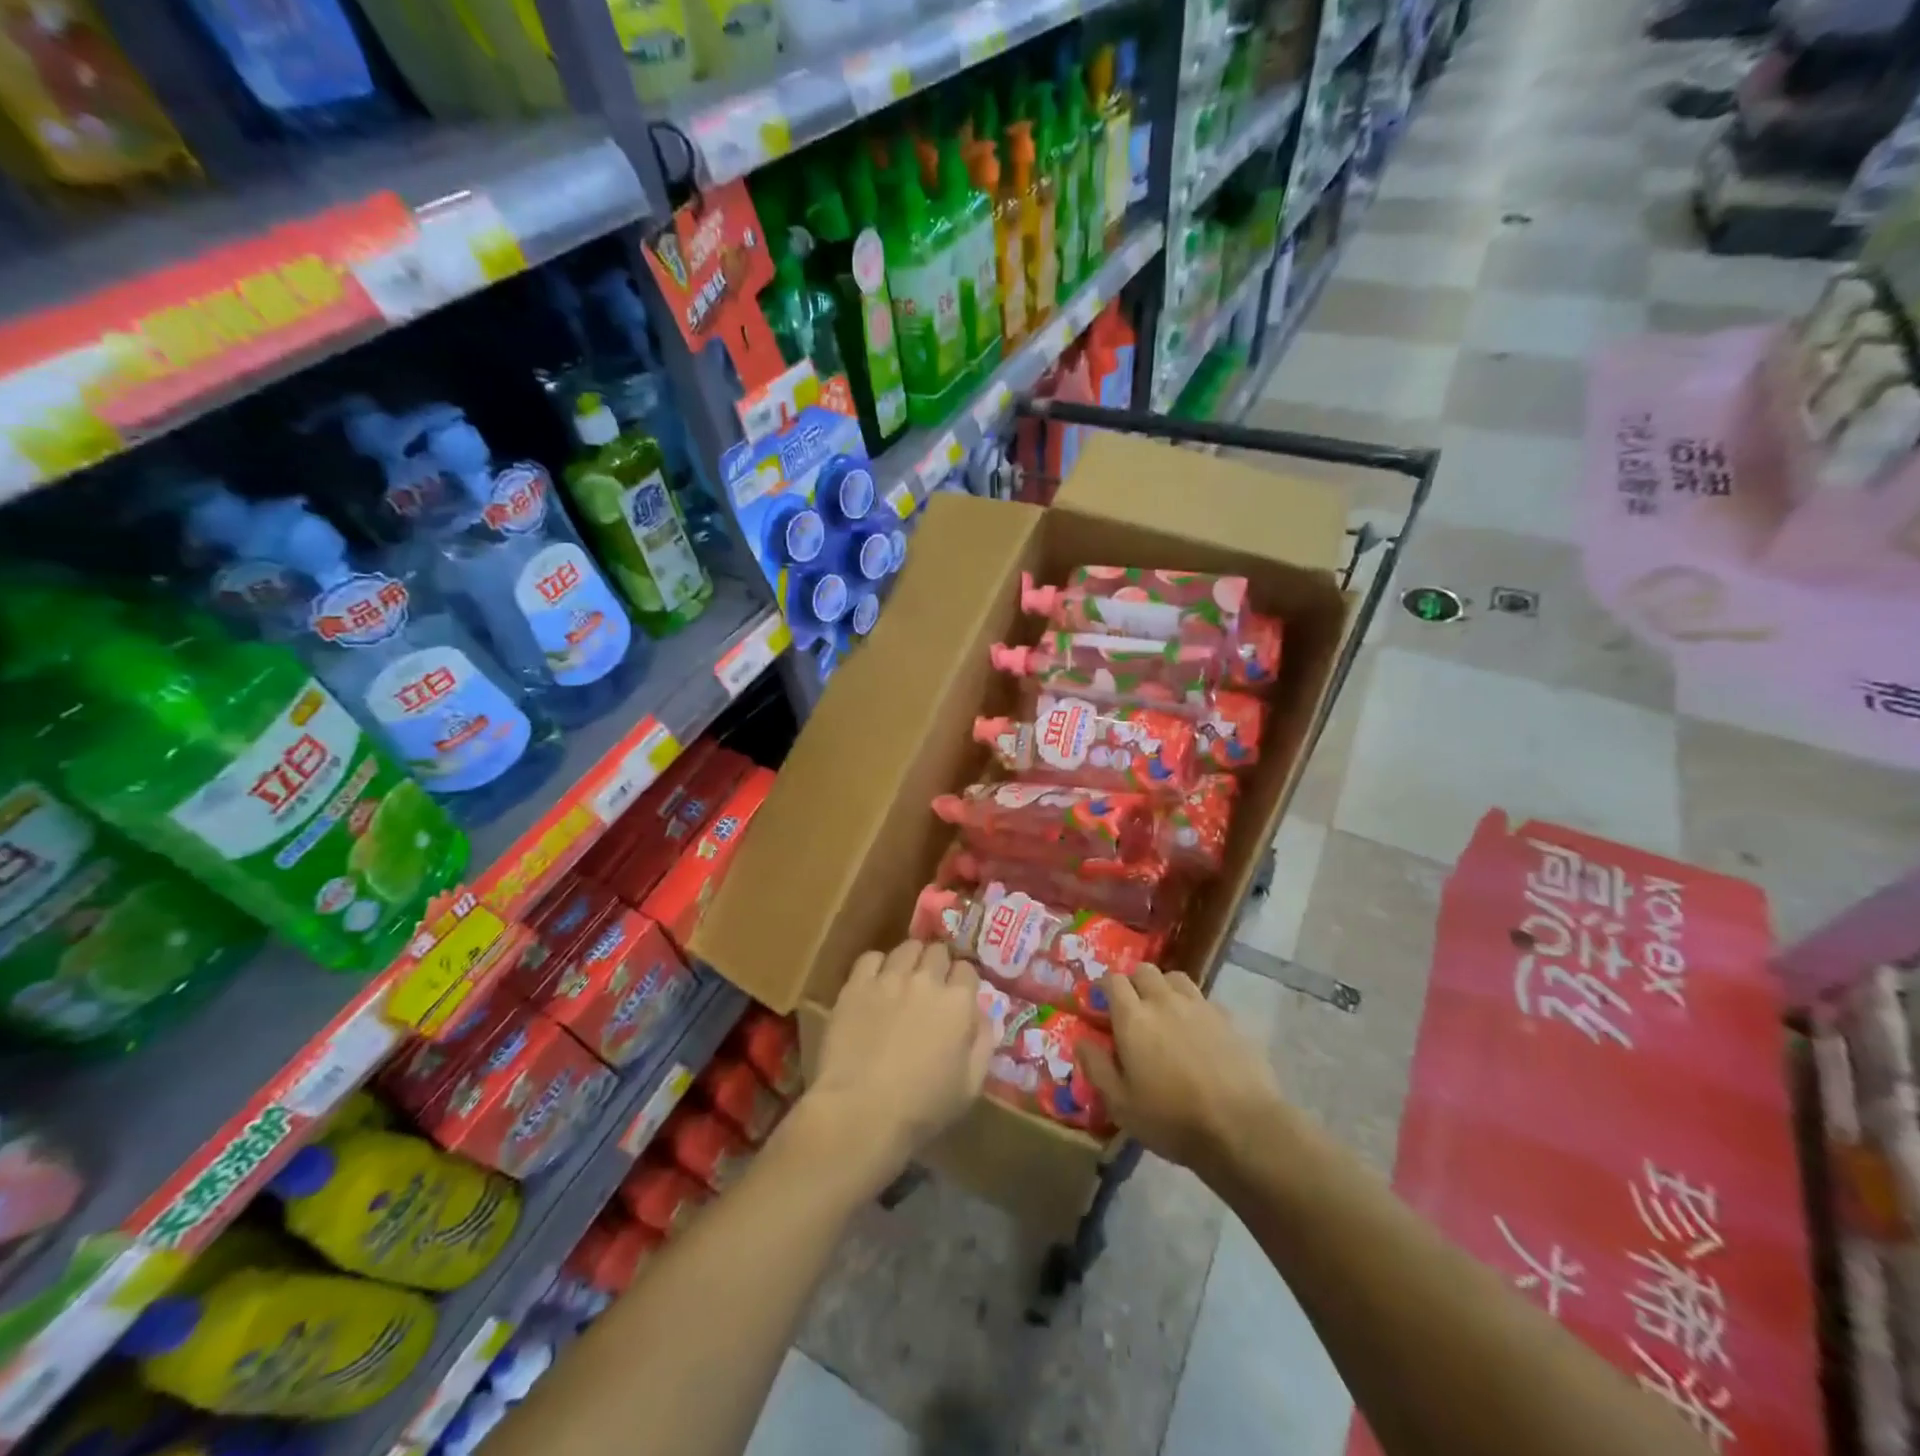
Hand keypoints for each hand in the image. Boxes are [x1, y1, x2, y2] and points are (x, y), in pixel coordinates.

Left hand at [801, 940, 993, 1192]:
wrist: (860, 1111)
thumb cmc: (922, 1108)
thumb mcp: (970, 1086)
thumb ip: (984, 1042)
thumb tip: (984, 1014)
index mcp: (958, 1003)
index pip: (967, 970)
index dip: (962, 982)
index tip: (957, 996)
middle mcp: (926, 980)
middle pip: (938, 951)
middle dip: (938, 964)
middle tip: (931, 987)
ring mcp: (889, 978)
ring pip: (906, 948)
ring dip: (910, 960)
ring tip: (904, 979)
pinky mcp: (856, 985)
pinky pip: (871, 957)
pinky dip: (877, 965)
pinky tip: (875, 983)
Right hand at [1077, 964, 1284, 1179]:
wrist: (1242, 1127)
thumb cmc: (1172, 1119)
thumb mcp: (1120, 1104)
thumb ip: (1096, 1067)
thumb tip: (1081, 1040)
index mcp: (1133, 1017)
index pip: (1113, 980)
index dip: (1105, 988)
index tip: (1102, 1004)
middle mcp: (1164, 1001)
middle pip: (1144, 971)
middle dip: (1134, 983)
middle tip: (1133, 1009)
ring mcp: (1199, 1006)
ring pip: (1175, 978)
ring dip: (1164, 988)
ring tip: (1165, 1013)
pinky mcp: (1228, 1019)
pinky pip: (1204, 999)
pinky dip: (1194, 1007)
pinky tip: (1197, 1031)